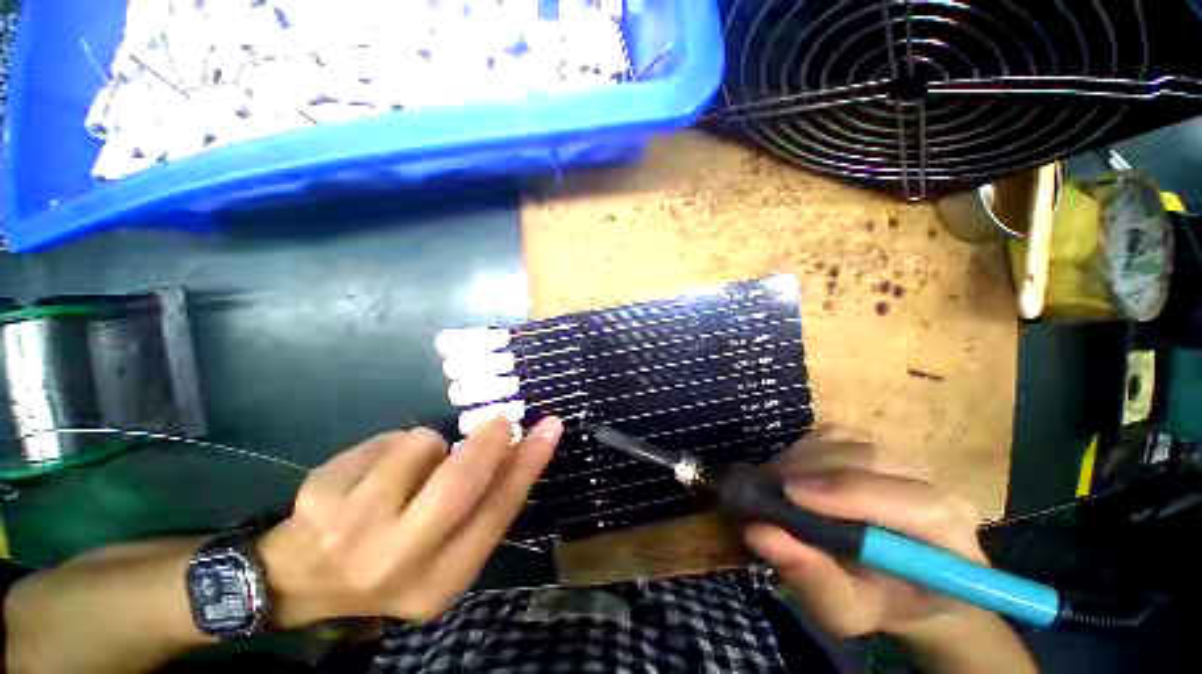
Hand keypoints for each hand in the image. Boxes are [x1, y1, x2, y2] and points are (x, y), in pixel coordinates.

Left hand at [259, 416, 561, 627]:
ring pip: (419, 446)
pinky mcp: (320, 495)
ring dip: (429, 446)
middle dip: (487, 442)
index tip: (550, 427)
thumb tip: (517, 449)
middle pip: (459, 482)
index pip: (497, 513)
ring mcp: (351, 529)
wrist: (301, 579)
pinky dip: (391, 445)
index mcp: (440, 581)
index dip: (528, 464)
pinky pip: (384, 440)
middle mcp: (397, 561)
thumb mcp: (444, 551)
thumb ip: (482, 506)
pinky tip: (372, 472)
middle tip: (499, 422)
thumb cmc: (391, 560)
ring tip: (411, 468)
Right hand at [744, 426, 985, 638]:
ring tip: (775, 482)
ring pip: (851, 442)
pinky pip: (837, 434)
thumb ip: (810, 576)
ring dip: (804, 459)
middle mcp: (938, 488)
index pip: (915, 503)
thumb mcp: (843, 609)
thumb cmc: (876, 600)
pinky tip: (793, 471)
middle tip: (768, 486)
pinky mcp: (877, 445)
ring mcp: (907, 459)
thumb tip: (758, 532)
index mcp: (949, 539)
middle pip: (875, 461)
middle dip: (814, 470)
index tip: (789, 493)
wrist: (897, 579)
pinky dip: (806, 448)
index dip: (849, 493)